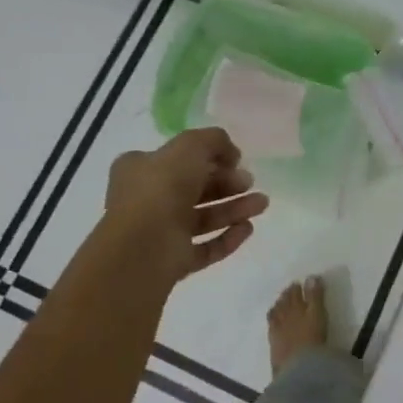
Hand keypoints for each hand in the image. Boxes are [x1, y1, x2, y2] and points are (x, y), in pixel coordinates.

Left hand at [101, 128, 268, 284]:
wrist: (144, 246)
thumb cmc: (161, 188)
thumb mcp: (190, 146)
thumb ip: (214, 140)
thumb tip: (231, 154)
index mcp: (140, 169)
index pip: (178, 159)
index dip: (208, 157)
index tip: (234, 160)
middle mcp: (147, 200)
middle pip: (195, 188)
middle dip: (227, 183)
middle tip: (250, 182)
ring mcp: (160, 233)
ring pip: (203, 218)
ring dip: (234, 209)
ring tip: (262, 204)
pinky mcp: (173, 261)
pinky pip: (205, 247)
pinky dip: (227, 238)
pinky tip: (247, 228)